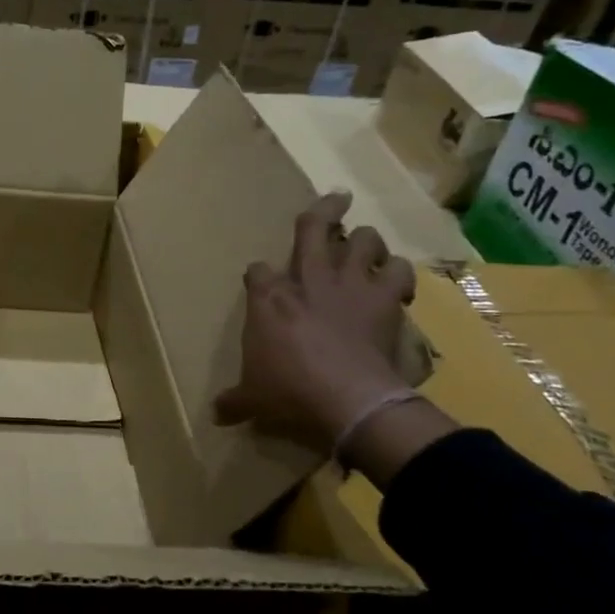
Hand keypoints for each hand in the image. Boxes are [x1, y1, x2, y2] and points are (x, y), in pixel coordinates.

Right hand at [213, 190, 418, 449]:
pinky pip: (399, 271)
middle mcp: (308, 280)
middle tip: (335, 199)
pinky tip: (396, 281)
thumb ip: (235, 400)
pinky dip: (398, 273)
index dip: (260, 275)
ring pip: (364, 240)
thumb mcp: (253, 398)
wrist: (348, 399)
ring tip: (367, 246)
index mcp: (269, 298)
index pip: (257, 270)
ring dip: (367, 241)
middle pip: (313, 228)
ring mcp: (349, 285)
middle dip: (324, 211)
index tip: (261, 283)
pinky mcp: (384, 300)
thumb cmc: (289, 392)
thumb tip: (215, 414)